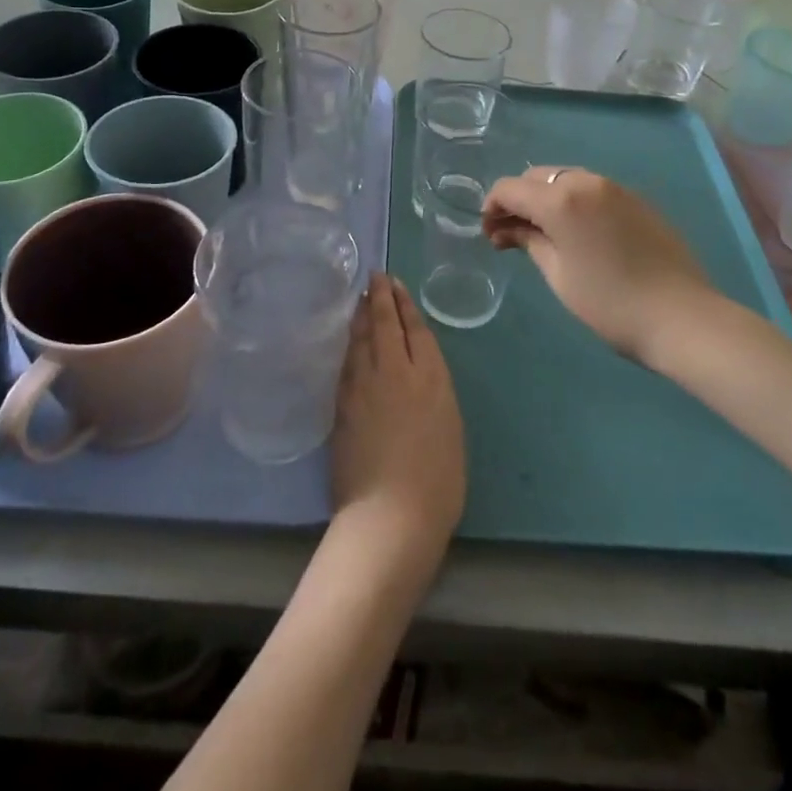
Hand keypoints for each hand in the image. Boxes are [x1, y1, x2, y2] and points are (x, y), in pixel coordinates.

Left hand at [330, 275, 465, 563]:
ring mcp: (364, 385)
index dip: (404, 303)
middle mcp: (395, 370)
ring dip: (361, 315)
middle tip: (375, 276)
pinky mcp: (342, 404)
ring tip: (361, 299)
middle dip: (379, 296)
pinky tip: (349, 340)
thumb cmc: (437, 481)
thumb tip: (419, 378)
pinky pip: (347, 362)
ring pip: (361, 338)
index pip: (414, 328)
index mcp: (430, 376)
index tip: (395, 284)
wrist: (392, 513)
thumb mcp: (450, 428)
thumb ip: (433, 394)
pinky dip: (350, 344)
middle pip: (384, 323)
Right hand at [483, 167, 713, 360]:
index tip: (489, 235)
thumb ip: (530, 241)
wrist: (683, 317)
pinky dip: (573, 202)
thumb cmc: (611, 304)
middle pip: (537, 177)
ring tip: (543, 235)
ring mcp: (616, 188)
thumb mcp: (559, 275)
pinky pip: (592, 190)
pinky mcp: (636, 200)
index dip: (492, 207)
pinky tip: (577, 233)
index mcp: (562, 198)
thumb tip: (509, 229)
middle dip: (518, 200)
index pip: (510, 188)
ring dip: (546, 199)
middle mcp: (587, 181)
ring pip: (565, 179)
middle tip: (511, 236)